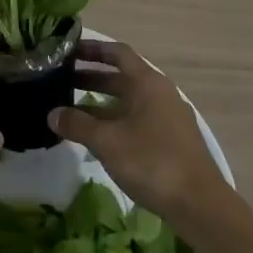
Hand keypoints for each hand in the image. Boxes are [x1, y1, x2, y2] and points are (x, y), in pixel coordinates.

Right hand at [49, 39, 231, 235]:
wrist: (199, 203)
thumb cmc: (151, 161)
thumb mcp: (107, 142)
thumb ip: (77, 124)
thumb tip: (52, 114)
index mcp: (147, 83)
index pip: (118, 53)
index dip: (93, 49)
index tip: (69, 50)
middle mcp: (160, 92)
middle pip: (122, 77)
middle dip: (91, 78)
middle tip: (60, 82)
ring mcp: (168, 116)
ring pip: (128, 100)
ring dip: (101, 102)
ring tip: (71, 110)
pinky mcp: (171, 139)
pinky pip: (137, 118)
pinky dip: (115, 120)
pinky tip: (98, 136)